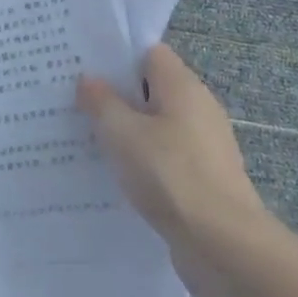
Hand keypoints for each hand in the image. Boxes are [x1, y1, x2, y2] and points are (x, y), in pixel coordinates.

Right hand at [77, 43, 269, 259]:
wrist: (222, 243)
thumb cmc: (169, 174)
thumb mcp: (122, 133)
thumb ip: (102, 101)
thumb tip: (89, 79)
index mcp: (183, 86)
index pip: (149, 53)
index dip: (116, 55)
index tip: (83, 65)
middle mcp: (199, 107)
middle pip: (152, 88)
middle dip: (116, 94)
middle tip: (75, 101)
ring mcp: (204, 144)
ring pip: (157, 124)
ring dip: (127, 130)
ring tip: (86, 137)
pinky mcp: (203, 176)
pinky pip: (165, 155)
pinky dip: (142, 158)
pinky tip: (115, 172)